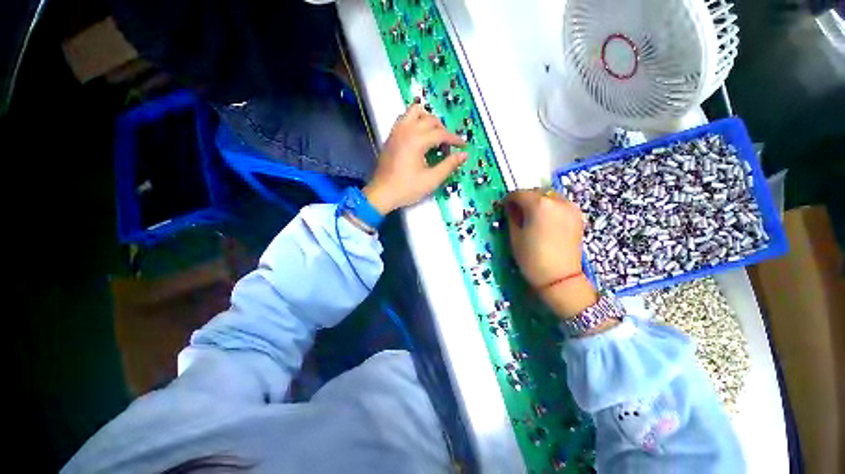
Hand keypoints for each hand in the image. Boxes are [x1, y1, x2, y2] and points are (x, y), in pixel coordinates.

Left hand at [363, 104, 466, 213]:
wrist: (382, 193)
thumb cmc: (407, 188)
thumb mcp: (431, 180)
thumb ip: (448, 165)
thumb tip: (463, 155)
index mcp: (416, 140)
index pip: (441, 133)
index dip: (455, 139)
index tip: (463, 146)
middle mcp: (406, 130)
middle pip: (430, 119)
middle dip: (443, 130)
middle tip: (448, 145)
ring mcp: (396, 131)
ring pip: (414, 112)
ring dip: (428, 119)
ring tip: (434, 135)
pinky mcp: (391, 136)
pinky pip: (404, 118)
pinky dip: (415, 121)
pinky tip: (419, 136)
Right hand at [504, 189, 597, 318]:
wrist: (560, 278)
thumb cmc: (532, 257)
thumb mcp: (515, 236)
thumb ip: (512, 216)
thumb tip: (510, 206)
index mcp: (539, 204)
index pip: (519, 193)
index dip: (509, 199)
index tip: (504, 207)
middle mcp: (557, 200)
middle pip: (536, 192)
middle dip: (524, 199)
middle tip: (517, 212)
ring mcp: (570, 207)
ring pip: (549, 196)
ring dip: (538, 201)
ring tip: (532, 216)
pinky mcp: (578, 216)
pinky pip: (560, 204)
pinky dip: (550, 207)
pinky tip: (545, 220)